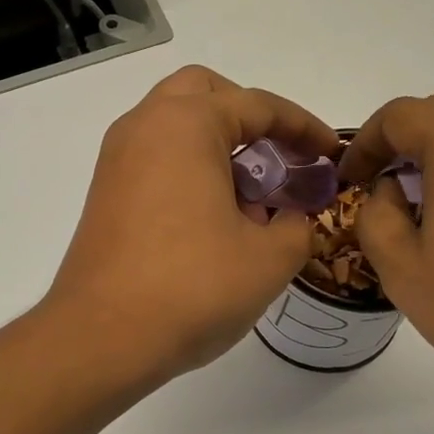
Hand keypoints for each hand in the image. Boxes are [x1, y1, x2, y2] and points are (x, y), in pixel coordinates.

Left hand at [44, 66, 339, 384]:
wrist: (101, 337)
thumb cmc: (191, 287)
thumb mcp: (269, 258)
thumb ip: (296, 224)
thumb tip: (288, 217)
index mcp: (185, 124)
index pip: (257, 105)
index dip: (303, 128)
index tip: (331, 154)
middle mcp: (143, 128)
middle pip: (204, 95)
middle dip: (248, 118)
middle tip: (278, 158)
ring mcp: (116, 161)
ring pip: (174, 127)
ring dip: (216, 146)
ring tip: (251, 199)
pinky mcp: (104, 195)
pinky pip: (155, 160)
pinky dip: (188, 170)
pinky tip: (213, 221)